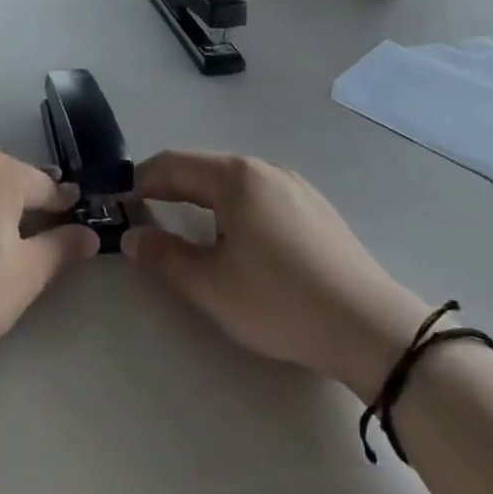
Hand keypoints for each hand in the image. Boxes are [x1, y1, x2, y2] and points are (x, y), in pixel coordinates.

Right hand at [124, 151, 429, 398]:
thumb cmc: (280, 301)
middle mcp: (265, 169)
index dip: (140, 180)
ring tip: (189, 229)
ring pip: (234, 183)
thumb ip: (164, 257)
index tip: (120, 201)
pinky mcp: (317, 210)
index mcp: (236, 177)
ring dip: (203, 199)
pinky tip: (240, 241)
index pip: (173, 165)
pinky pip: (261, 197)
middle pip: (204, 169)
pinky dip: (235, 209)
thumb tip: (132, 237)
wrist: (372, 328)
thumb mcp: (211, 285)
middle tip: (147, 214)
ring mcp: (297, 187)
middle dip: (170, 188)